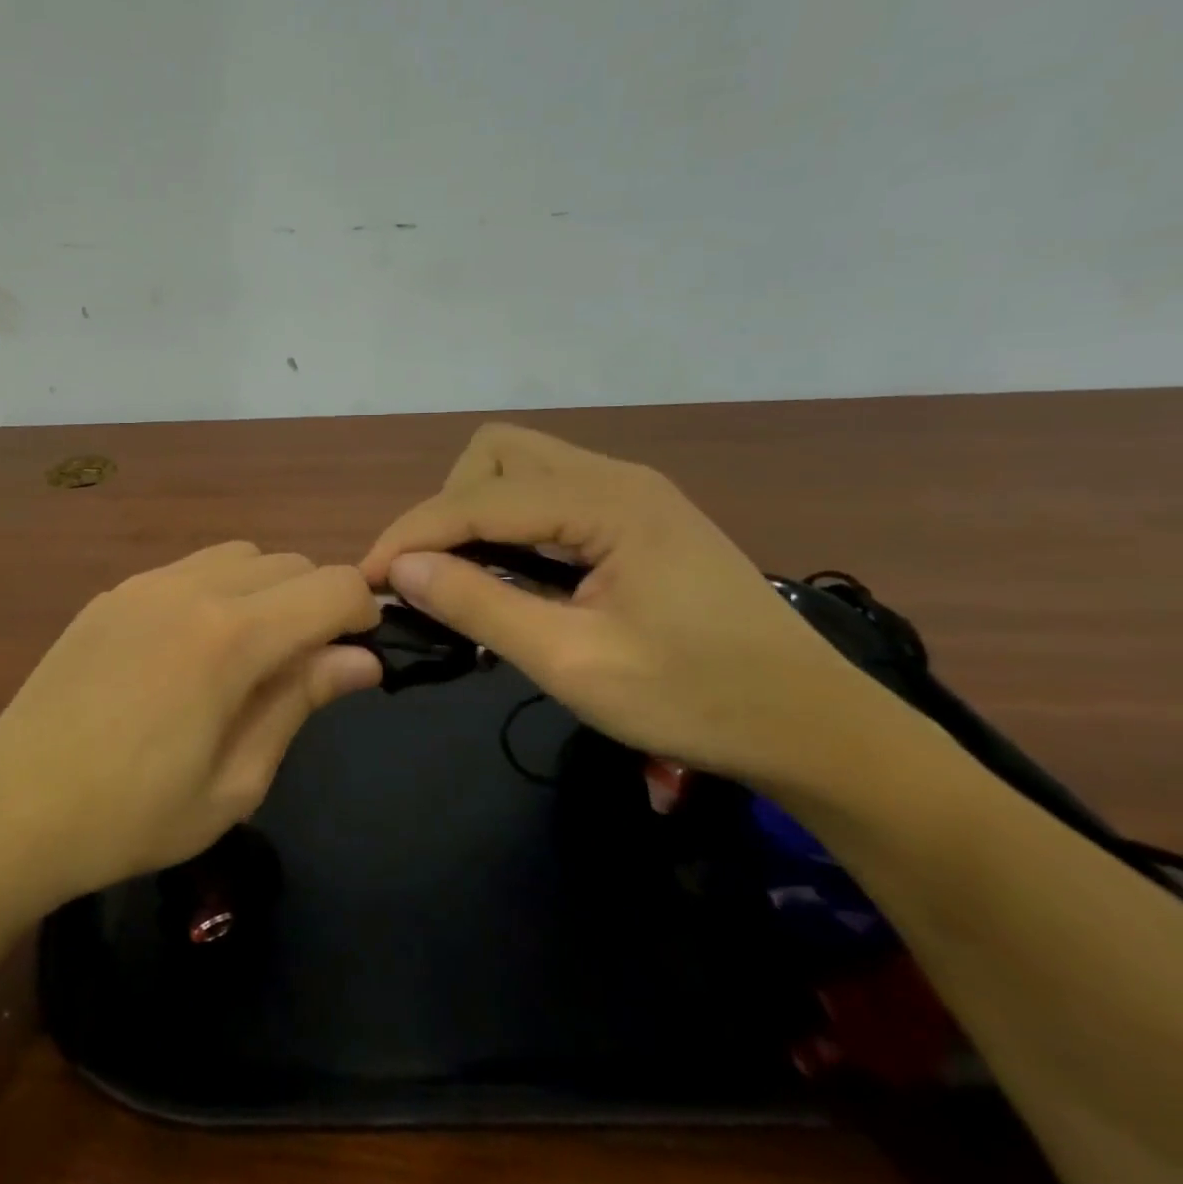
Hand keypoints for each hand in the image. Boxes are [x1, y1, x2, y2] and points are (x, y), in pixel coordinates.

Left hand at [0, 542, 379, 906]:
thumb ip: (299, 703)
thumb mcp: (235, 782)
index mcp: (230, 637)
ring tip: (246, 655)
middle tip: (300, 668)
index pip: (331, 586)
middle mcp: (191, 588)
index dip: (361, 614)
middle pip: (289, 562)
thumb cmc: (131, 816)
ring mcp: (144, 584)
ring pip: (239, 555)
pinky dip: (215, 590)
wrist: (11, 807)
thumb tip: (361, 660)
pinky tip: (188, 650)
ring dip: (265, 590)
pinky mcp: (112, 593)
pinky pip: (187, 569)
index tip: (356, 656)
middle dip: (315, 602)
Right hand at [361, 424, 885, 784]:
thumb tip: (400, 571)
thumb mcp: (574, 663)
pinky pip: (546, 498)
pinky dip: (508, 526)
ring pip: (519, 469)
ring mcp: (629, 495)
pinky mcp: (635, 519)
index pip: (476, 498)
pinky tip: (508, 576)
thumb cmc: (698, 702)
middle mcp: (615, 479)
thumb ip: (480, 607)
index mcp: (607, 503)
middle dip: (447, 508)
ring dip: (475, 513)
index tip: (366, 580)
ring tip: (462, 576)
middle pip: (496, 454)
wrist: (816, 729)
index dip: (411, 535)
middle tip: (433, 574)